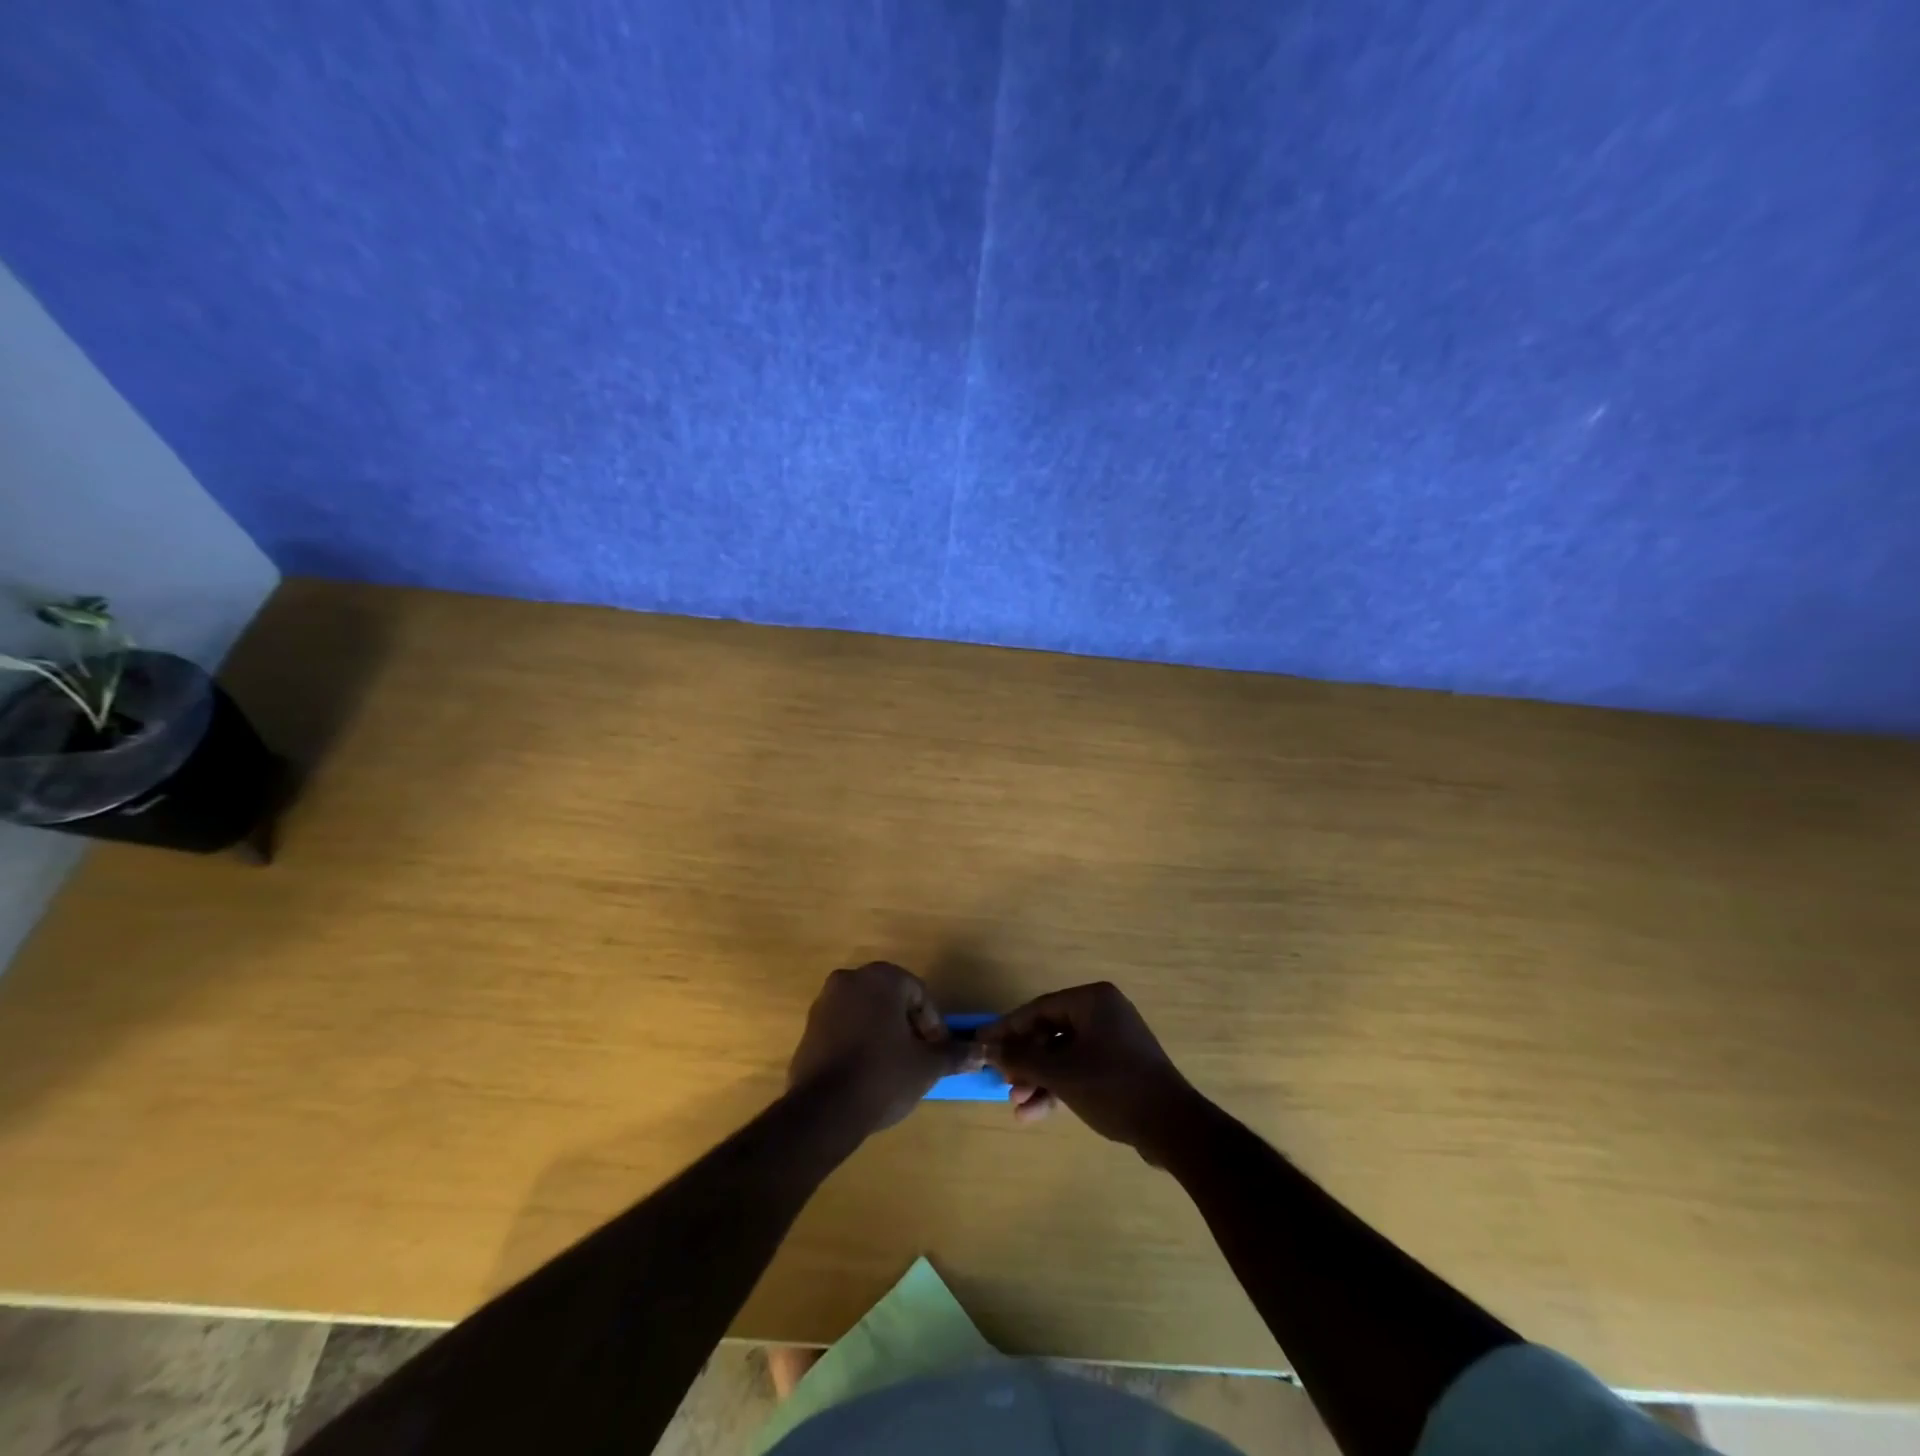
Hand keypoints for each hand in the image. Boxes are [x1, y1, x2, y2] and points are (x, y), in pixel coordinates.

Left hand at [789, 963, 979, 1135]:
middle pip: (891, 999)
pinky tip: (867, 1071)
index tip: (937, 1053)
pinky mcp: (809, 1027)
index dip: (933, 1025)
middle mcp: (850, 979)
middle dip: (908, 1026)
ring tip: (895, 1067)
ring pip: (867, 1011)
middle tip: (919, 1057)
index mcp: (881, 978)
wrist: (823, 1110)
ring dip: (884, 1032)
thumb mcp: (926, 1066)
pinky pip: (844, 1026)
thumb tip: (981, 1052)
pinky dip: (860, 1040)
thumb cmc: (883, 1076)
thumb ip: (954, 1054)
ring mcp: (825, 1002)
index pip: (919, 994)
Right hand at [980, 982, 1206, 1163]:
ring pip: (1063, 1055)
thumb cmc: (1113, 1087)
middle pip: (1050, 1032)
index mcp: (1092, 1000)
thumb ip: (1023, 1059)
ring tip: (1018, 1105)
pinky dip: (1059, 1088)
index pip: (1038, 1009)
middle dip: (1026, 1061)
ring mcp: (1113, 1039)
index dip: (1008, 1029)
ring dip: (1039, 1079)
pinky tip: (1036, 1113)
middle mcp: (1103, 1012)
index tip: (982, 1044)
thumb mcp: (1062, 1074)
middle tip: (1003, 1082)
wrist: (1173, 1127)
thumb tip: (991, 1049)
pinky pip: (1080, 1069)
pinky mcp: (1119, 1066)